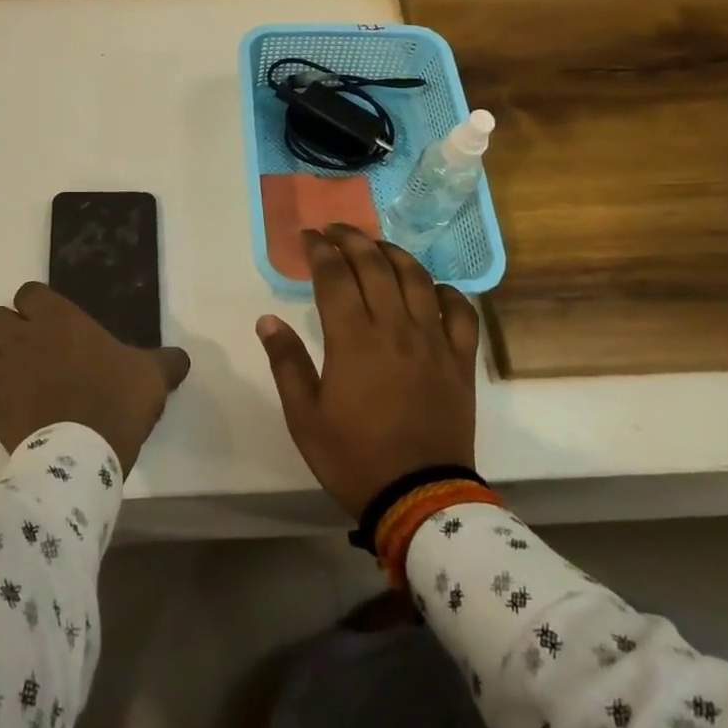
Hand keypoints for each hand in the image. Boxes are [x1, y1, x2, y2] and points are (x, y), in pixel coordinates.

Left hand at [0, 283, 191, 474]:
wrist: (82, 458)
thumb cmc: (116, 400)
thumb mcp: (152, 376)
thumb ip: (165, 362)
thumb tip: (181, 358)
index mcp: (57, 320)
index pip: (28, 293)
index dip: (37, 305)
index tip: (54, 321)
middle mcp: (22, 341)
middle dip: (7, 329)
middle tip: (33, 346)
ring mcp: (3, 379)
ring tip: (21, 379)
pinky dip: (0, 405)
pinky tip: (21, 415)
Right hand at [256, 225, 480, 518]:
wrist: (419, 497)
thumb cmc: (353, 457)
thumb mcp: (304, 416)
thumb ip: (286, 363)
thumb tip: (267, 320)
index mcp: (353, 340)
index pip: (334, 277)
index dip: (319, 250)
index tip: (307, 236)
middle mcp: (395, 328)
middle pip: (375, 266)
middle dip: (352, 239)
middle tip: (336, 229)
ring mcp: (433, 342)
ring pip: (417, 279)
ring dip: (395, 254)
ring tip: (378, 246)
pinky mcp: (459, 361)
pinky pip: (461, 313)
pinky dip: (446, 292)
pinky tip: (432, 287)